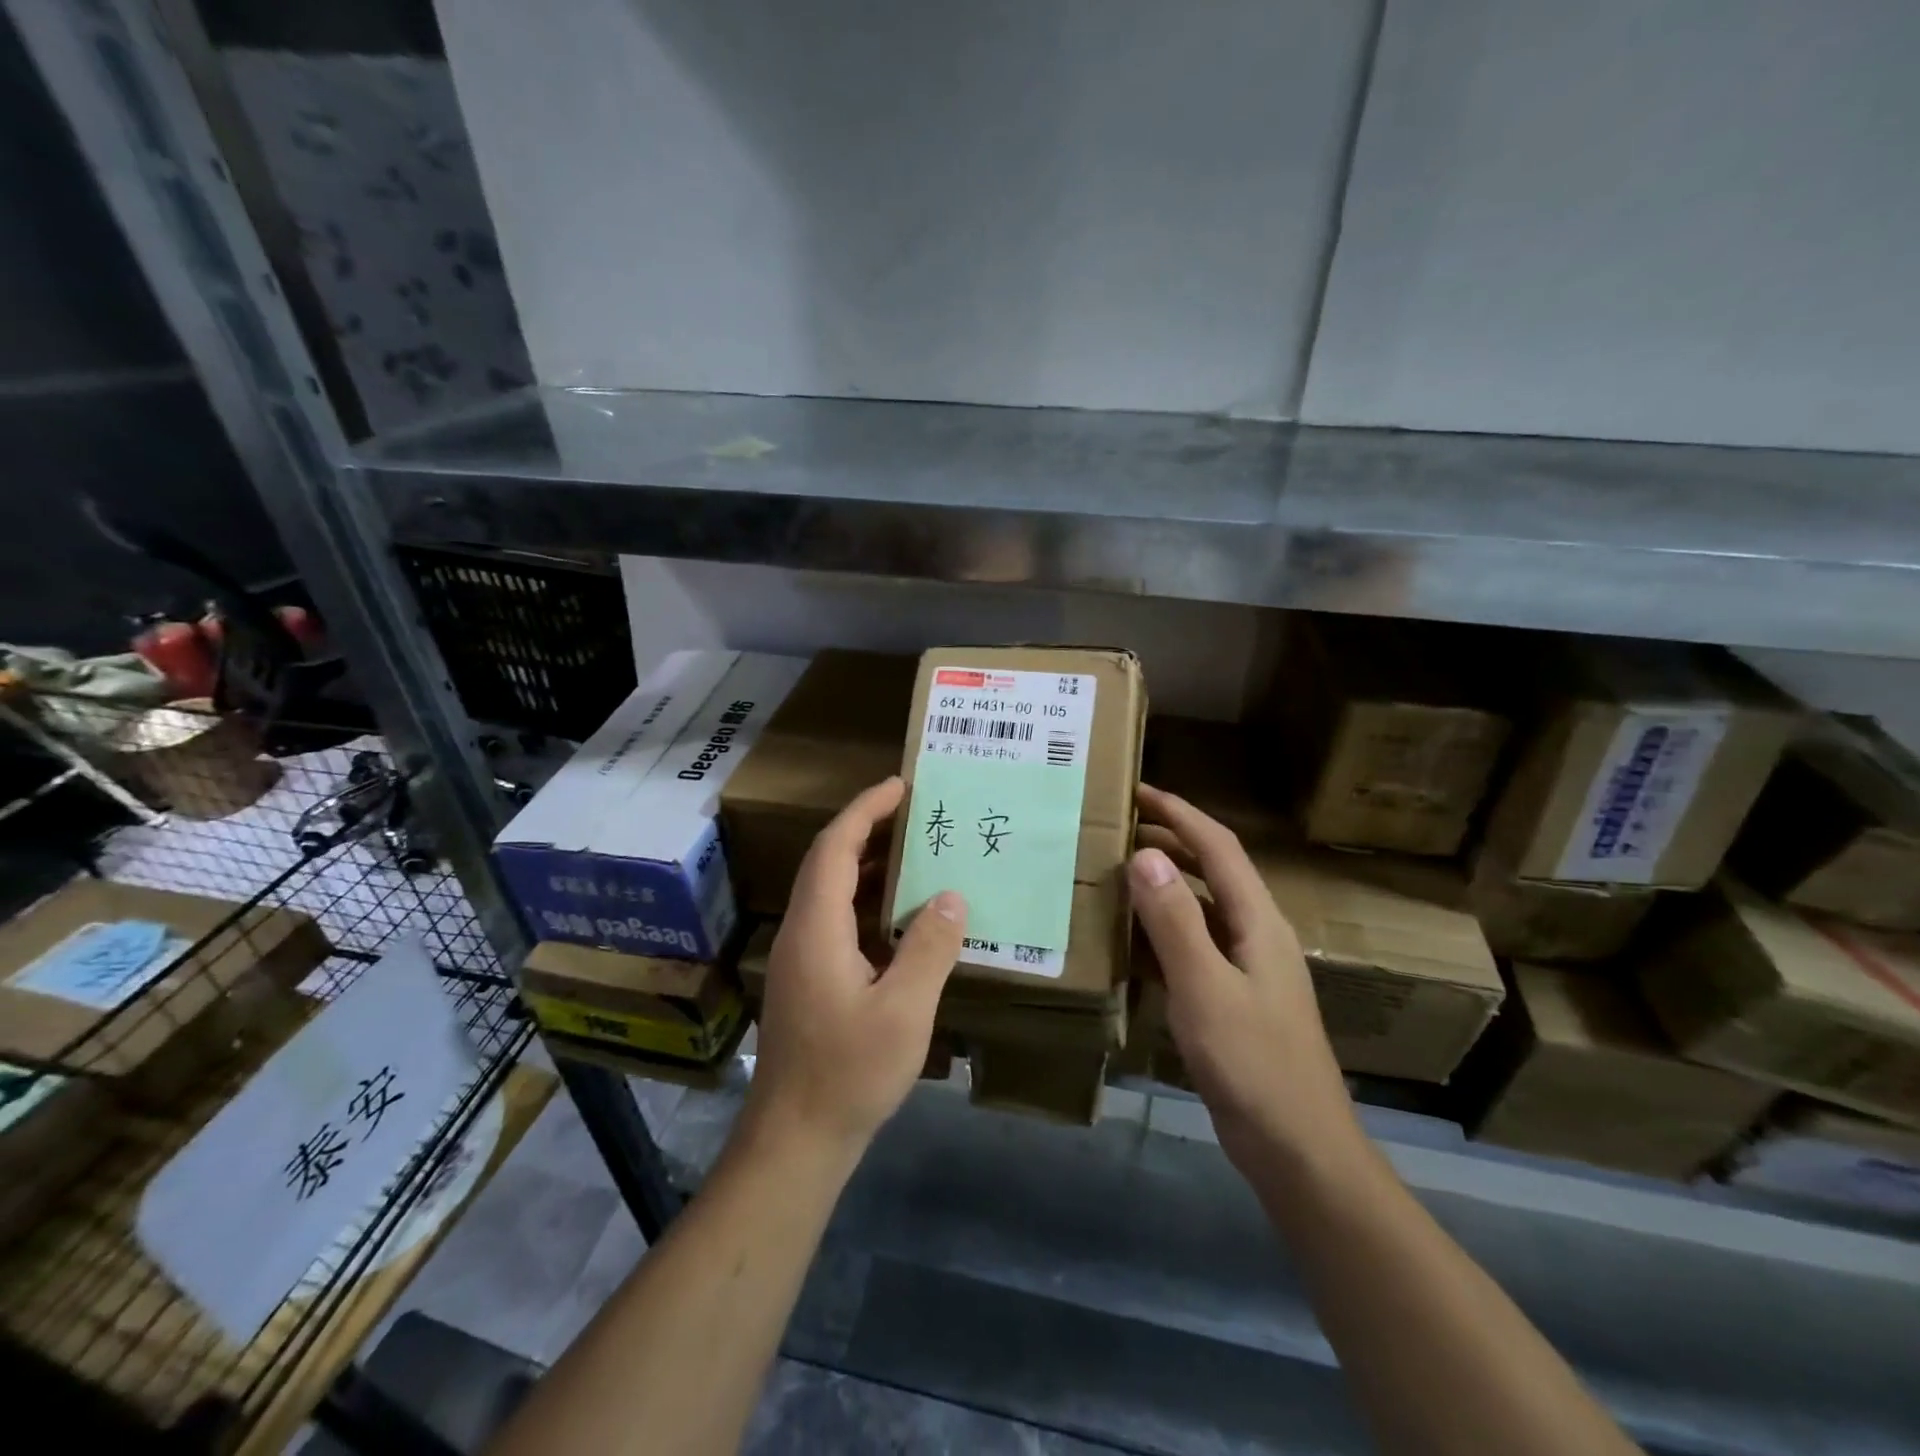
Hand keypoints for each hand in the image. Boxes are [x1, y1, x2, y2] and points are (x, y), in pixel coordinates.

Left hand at [744, 777, 967, 1163]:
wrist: (795, 1140)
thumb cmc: (848, 1073)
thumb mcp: (903, 1011)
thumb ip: (929, 948)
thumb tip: (950, 896)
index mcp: (818, 928)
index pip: (836, 848)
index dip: (865, 811)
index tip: (900, 786)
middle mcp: (802, 932)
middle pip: (830, 863)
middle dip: (868, 830)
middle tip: (917, 814)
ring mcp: (802, 958)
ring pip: (833, 893)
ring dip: (870, 867)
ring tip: (918, 854)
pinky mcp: (810, 981)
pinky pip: (838, 921)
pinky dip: (869, 903)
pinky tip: (904, 918)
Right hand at [1130, 785, 1356, 1169]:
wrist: (1299, 1149)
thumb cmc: (1254, 1064)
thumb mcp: (1205, 988)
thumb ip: (1174, 920)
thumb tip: (1145, 855)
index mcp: (1258, 921)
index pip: (1218, 846)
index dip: (1180, 813)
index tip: (1137, 791)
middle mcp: (1255, 933)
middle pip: (1212, 870)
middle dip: (1169, 841)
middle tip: (1117, 828)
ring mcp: (1246, 967)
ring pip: (1201, 907)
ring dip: (1164, 883)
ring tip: (1116, 872)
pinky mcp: (1233, 997)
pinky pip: (1194, 944)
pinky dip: (1162, 928)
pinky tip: (1129, 939)